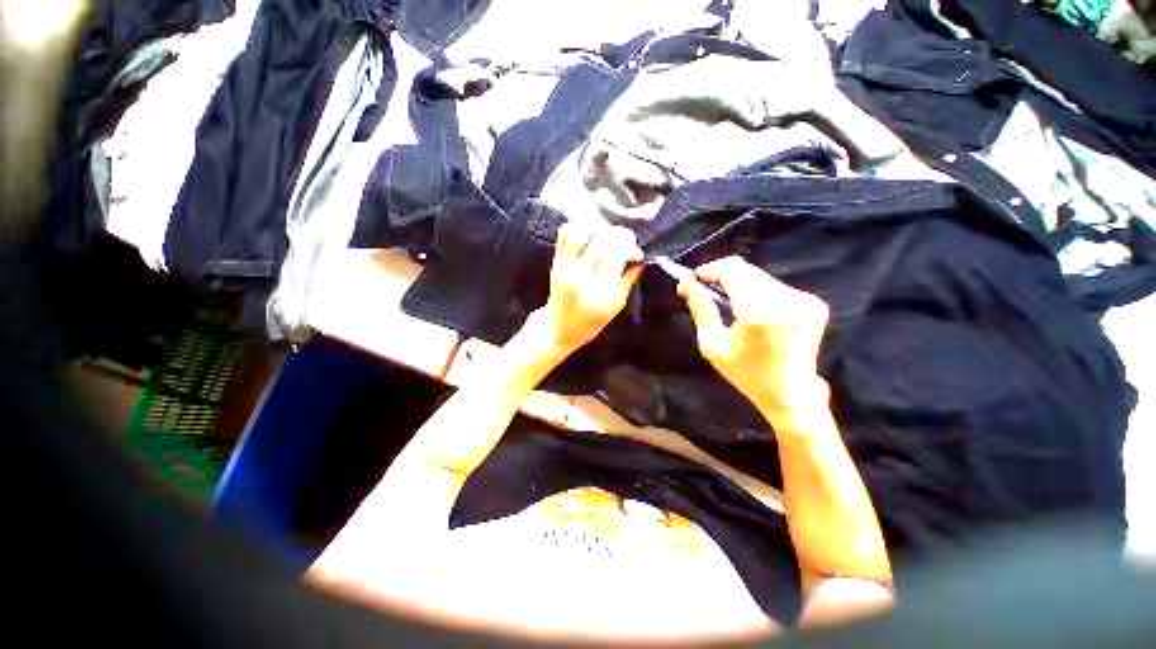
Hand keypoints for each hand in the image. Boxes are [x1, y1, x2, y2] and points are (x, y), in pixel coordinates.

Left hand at [530, 223, 642, 355]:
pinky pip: (564, 234)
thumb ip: (628, 280)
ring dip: (598, 228)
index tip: (636, 252)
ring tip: (607, 235)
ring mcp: (565, 269)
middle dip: (619, 235)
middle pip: (601, 242)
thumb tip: (640, 257)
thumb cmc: (592, 321)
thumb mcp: (615, 307)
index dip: (630, 248)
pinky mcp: (555, 263)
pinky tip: (590, 235)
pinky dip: (578, 227)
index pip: (616, 257)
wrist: (559, 328)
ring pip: (580, 233)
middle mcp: (580, 280)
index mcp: (599, 296)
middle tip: (626, 238)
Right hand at [677, 256, 829, 413]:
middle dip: (723, 276)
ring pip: (761, 277)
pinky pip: (776, 286)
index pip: (733, 271)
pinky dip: (759, 291)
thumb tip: (685, 284)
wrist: (791, 394)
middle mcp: (786, 300)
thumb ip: (700, 309)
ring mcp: (804, 300)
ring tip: (728, 302)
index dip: (711, 269)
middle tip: (706, 289)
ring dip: (740, 283)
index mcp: (759, 312)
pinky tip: (753, 310)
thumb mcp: (712, 344)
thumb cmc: (745, 372)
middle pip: (747, 270)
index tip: (695, 278)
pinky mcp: (814, 303)